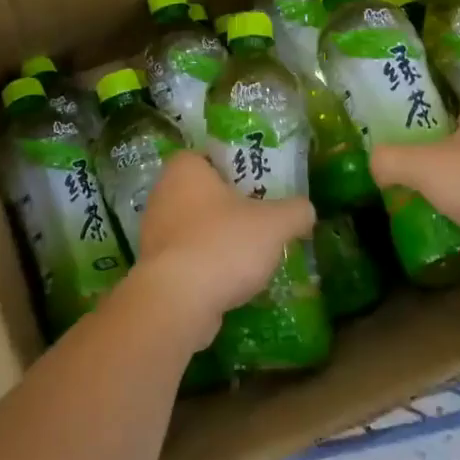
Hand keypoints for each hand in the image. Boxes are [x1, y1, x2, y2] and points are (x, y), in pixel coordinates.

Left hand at [129, 151, 315, 343]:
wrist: (177, 302)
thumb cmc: (223, 244)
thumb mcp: (275, 223)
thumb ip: (296, 211)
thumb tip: (305, 211)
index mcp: (185, 168)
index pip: (209, 156)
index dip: (235, 168)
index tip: (258, 185)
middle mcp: (162, 193)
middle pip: (203, 193)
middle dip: (229, 207)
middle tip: (261, 220)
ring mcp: (153, 232)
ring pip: (194, 228)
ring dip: (218, 239)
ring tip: (250, 255)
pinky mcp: (154, 268)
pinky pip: (187, 258)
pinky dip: (206, 266)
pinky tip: (229, 282)